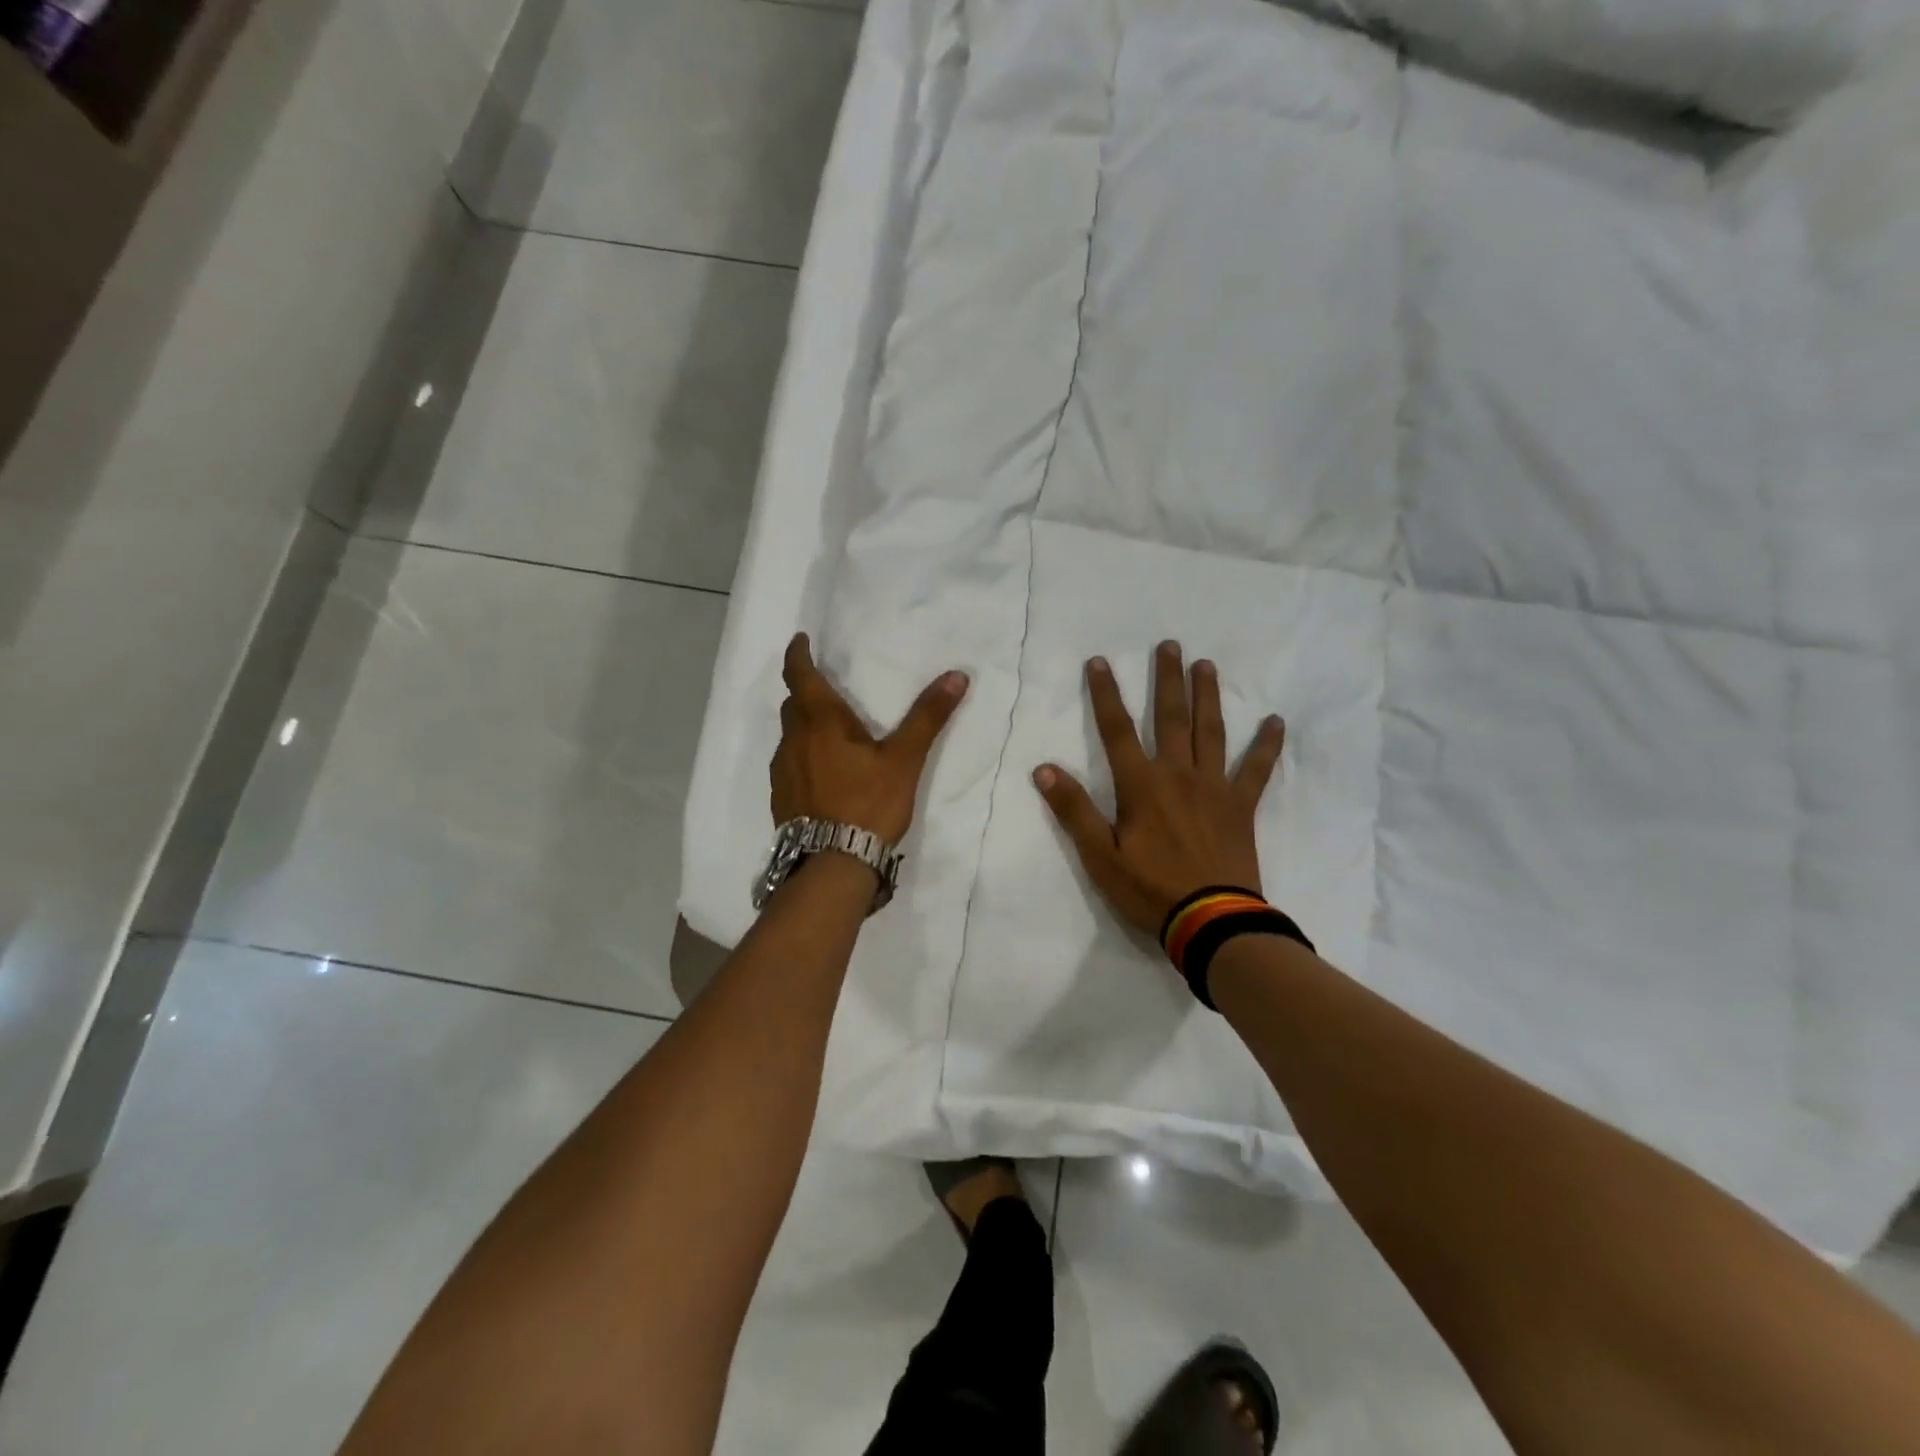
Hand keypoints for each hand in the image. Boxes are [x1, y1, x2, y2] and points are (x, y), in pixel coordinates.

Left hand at [771, 633, 968, 843]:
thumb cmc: (868, 803)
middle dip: (805, 692)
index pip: (799, 676)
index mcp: (820, 722)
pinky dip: (802, 756)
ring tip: (829, 733)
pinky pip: (789, 764)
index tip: (799, 640)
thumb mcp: (904, 759)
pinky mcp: (782, 799)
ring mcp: (783, 772)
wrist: (833, 864)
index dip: (797, 655)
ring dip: (804, 727)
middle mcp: (793, 741)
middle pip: (793, 705)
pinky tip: (823, 773)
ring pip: (790, 736)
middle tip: (826, 688)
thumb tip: (957, 676)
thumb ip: (927, 717)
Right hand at [1033, 642, 1284, 938]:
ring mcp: (1214, 788)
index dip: (1105, 694)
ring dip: (1207, 696)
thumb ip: (1073, 810)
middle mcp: (1178, 775)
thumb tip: (1043, 769)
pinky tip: (1275, 721)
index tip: (1099, 661)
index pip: (1117, 729)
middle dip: (1167, 680)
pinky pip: (1256, 769)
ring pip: (1211, 731)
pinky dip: (1266, 745)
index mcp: (1141, 785)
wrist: (1212, 922)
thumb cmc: (1150, 889)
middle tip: (1169, 644)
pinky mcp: (1240, 806)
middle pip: (1171, 718)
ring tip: (1206, 665)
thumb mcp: (1100, 856)